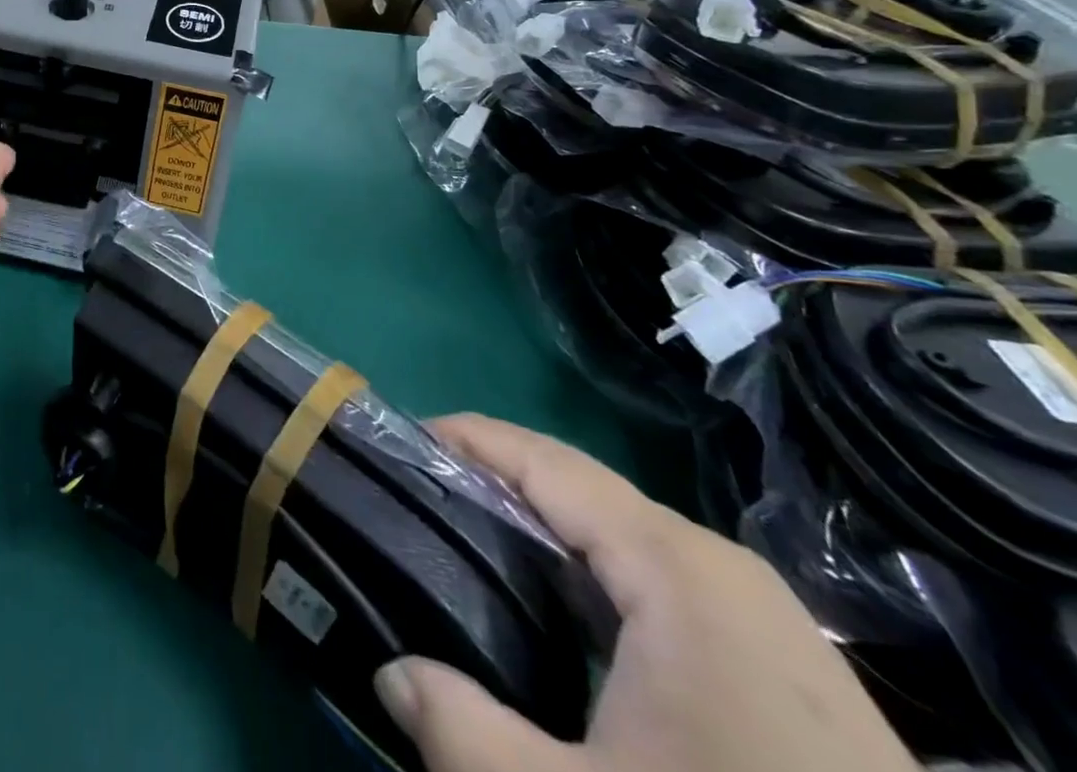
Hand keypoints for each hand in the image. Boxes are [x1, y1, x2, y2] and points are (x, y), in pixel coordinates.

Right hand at [375, 414, 917, 771]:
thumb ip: (464, 735)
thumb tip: (390, 677)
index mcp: (674, 567)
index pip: (546, 461)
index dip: (468, 438)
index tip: (400, 439)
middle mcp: (717, 565)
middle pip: (580, 489)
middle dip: (495, 481)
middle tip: (420, 499)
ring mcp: (760, 614)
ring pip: (619, 535)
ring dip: (542, 529)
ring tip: (470, 546)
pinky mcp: (782, 662)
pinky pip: (659, 580)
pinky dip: (591, 574)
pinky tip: (559, 617)